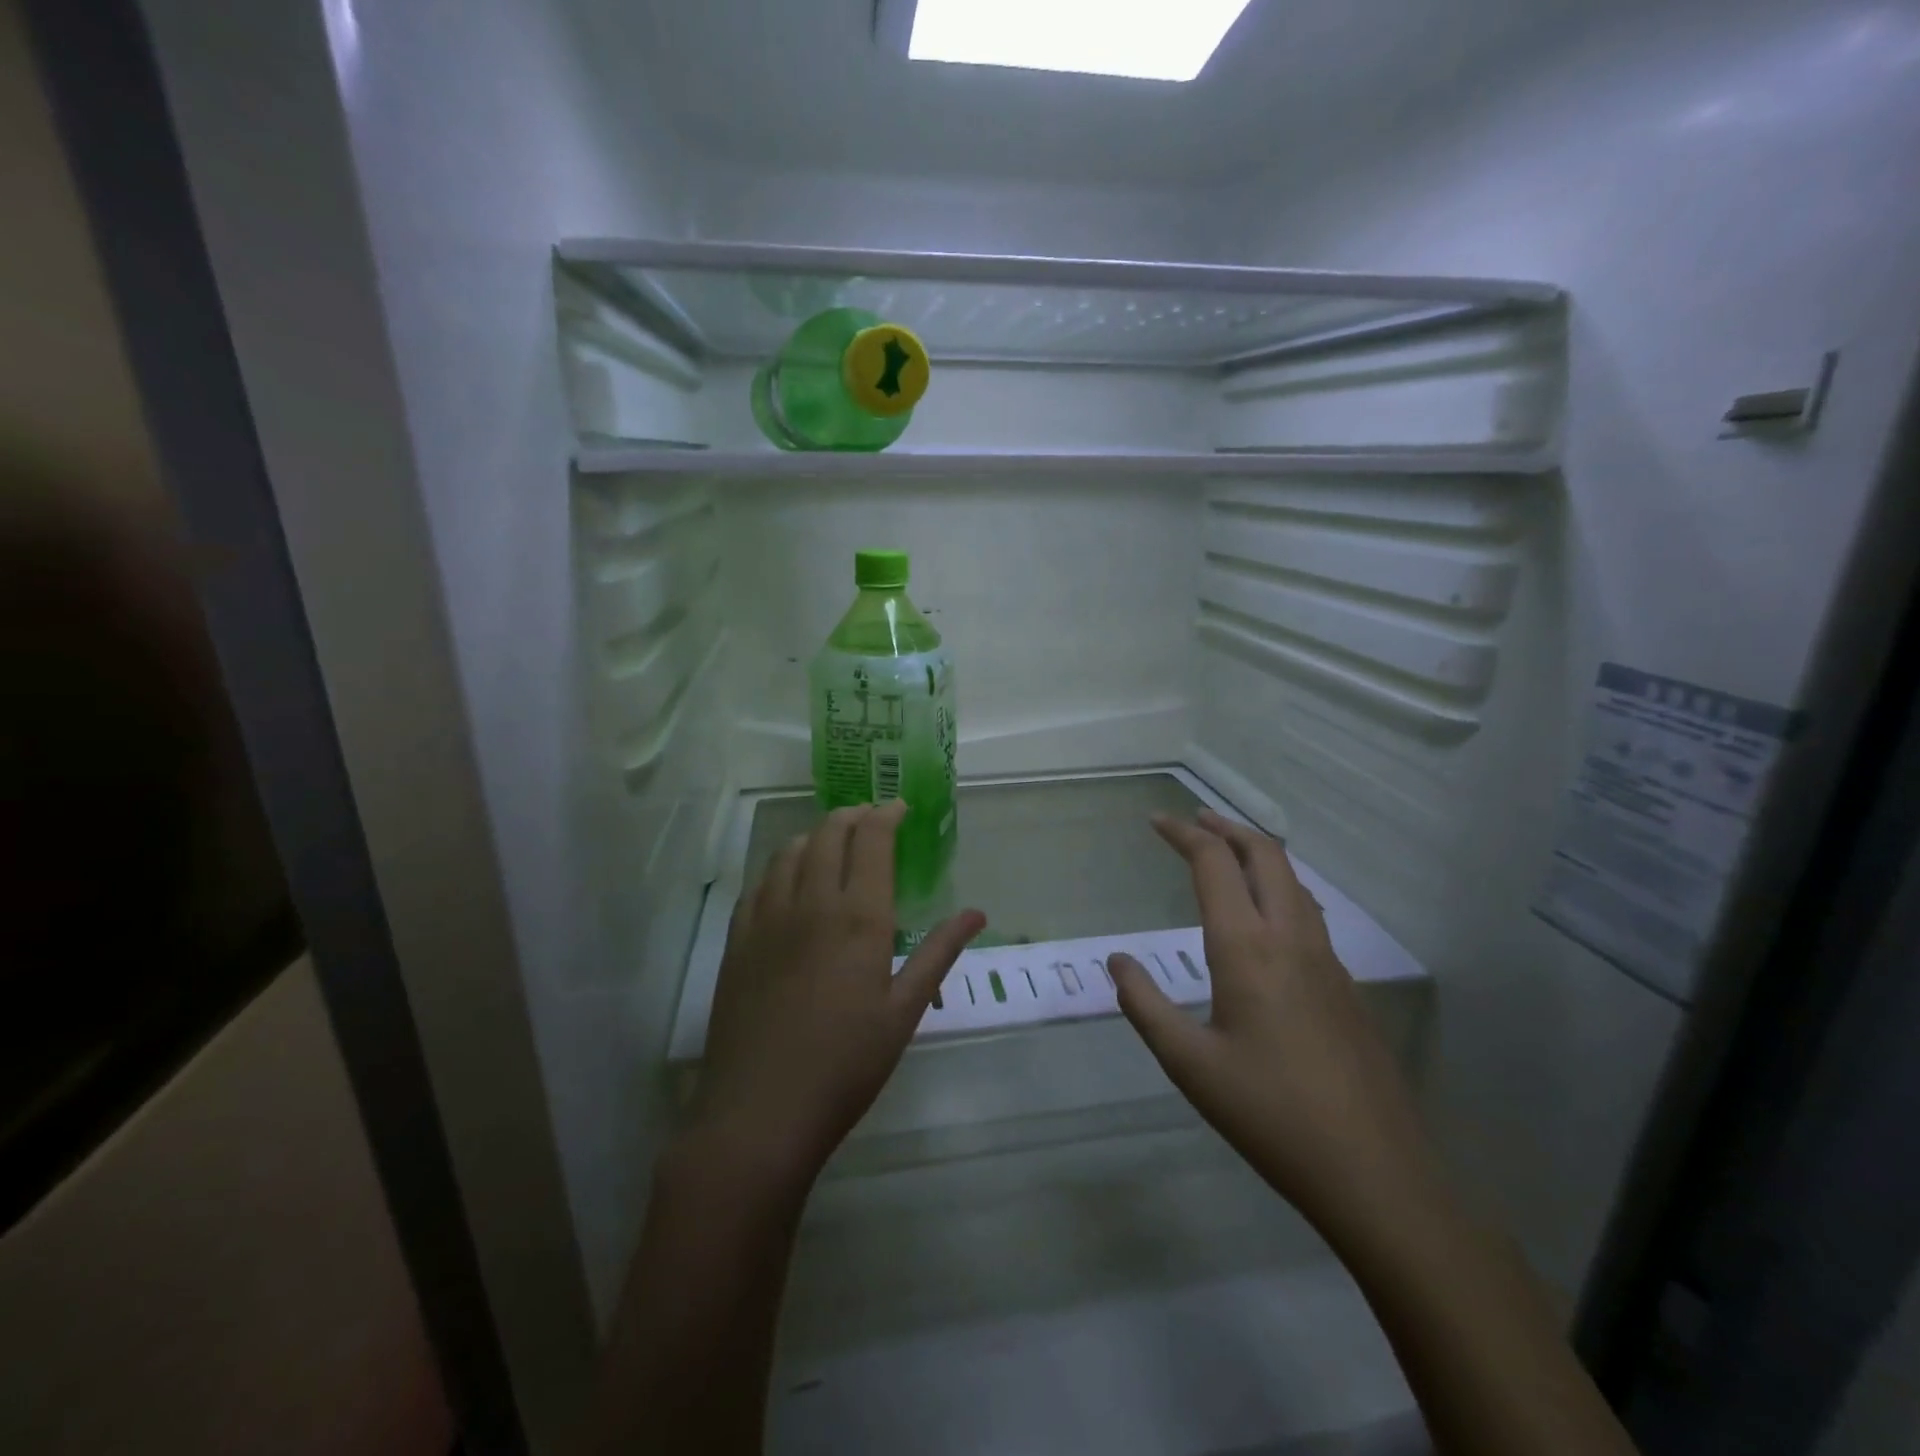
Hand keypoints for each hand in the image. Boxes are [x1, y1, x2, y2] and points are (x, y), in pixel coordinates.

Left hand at [687, 801, 985, 1191]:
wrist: (760, 1112)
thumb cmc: (846, 1065)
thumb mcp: (905, 1010)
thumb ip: (938, 953)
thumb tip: (976, 913)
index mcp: (859, 917)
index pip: (872, 841)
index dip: (887, 815)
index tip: (900, 808)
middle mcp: (812, 903)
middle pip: (828, 834)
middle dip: (852, 815)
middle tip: (869, 817)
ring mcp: (768, 918)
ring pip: (789, 851)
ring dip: (814, 835)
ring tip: (831, 841)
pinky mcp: (738, 940)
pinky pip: (759, 883)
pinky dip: (780, 866)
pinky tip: (787, 881)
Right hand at [1108, 811, 1438, 1234]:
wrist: (1375, 1172)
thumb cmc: (1270, 1114)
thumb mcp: (1189, 1064)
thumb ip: (1145, 1005)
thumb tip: (1117, 962)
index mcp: (1247, 948)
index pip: (1214, 864)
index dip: (1183, 833)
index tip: (1156, 821)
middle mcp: (1290, 938)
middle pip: (1264, 854)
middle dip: (1226, 827)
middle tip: (1193, 821)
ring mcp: (1326, 960)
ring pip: (1293, 880)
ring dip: (1256, 854)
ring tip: (1226, 854)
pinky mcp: (1346, 985)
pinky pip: (1308, 911)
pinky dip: (1278, 887)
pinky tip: (1265, 917)